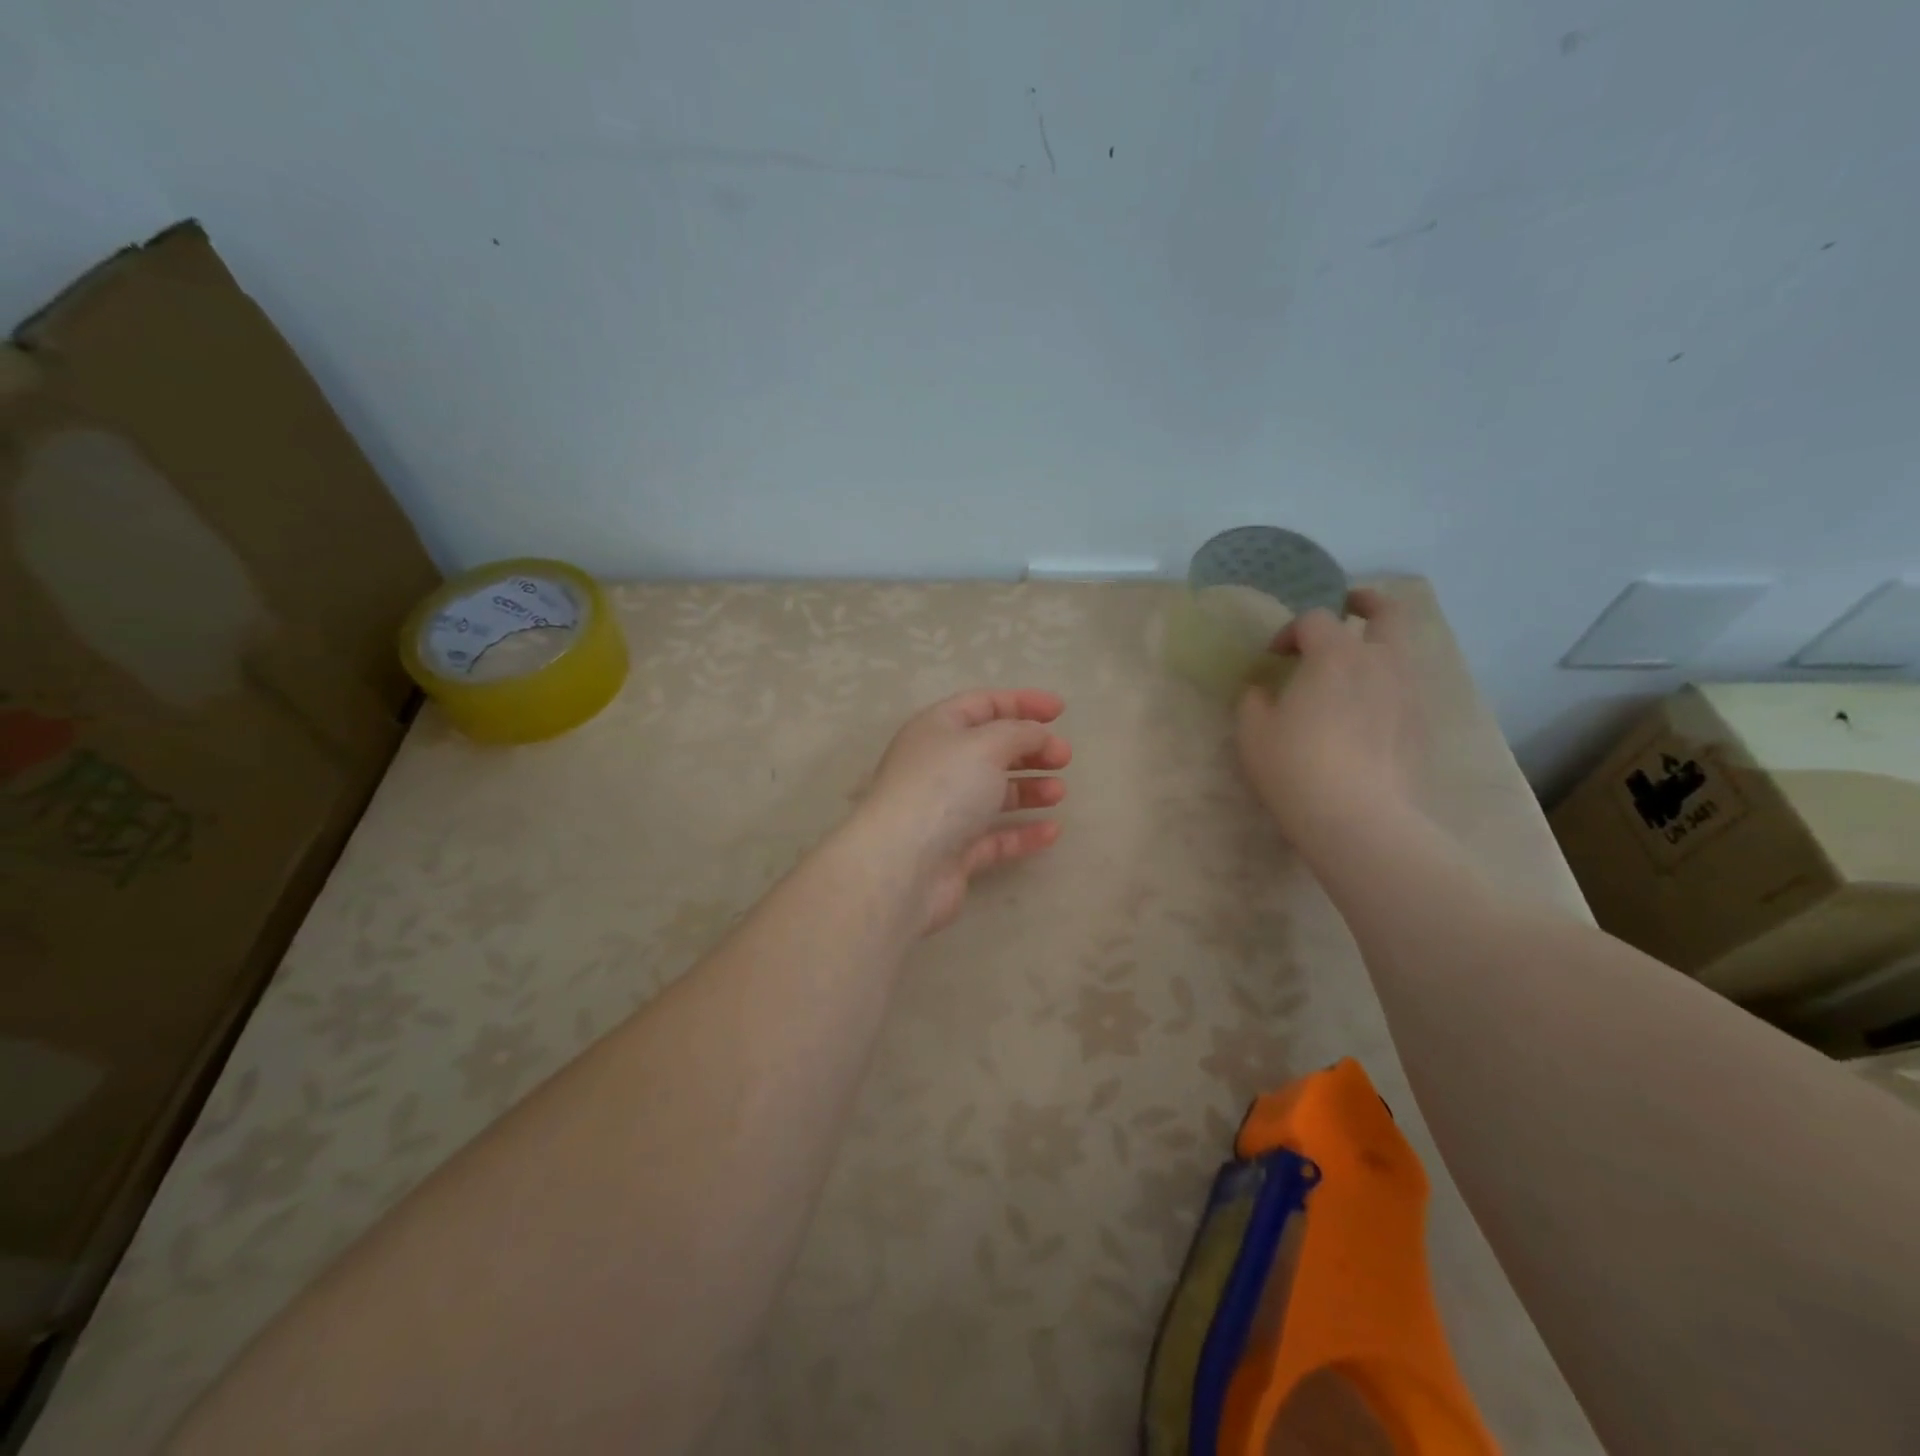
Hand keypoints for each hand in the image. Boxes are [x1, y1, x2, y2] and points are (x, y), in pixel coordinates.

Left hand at [853, 689, 1071, 934]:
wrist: (902, 865)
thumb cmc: (943, 789)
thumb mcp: (986, 745)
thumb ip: (1019, 733)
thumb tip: (1037, 736)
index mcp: (937, 729)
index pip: (982, 705)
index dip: (1021, 703)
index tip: (1061, 711)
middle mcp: (938, 767)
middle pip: (990, 750)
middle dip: (1030, 749)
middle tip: (1064, 757)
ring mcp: (945, 811)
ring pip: (993, 794)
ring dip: (1029, 789)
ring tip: (1059, 793)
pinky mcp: (954, 852)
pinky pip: (995, 837)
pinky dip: (1023, 832)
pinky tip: (1052, 831)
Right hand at [1236, 588, 1420, 853]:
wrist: (1358, 818)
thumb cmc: (1295, 767)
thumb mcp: (1253, 732)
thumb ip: (1254, 700)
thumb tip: (1263, 691)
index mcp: (1335, 656)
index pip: (1315, 620)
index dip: (1290, 631)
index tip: (1273, 656)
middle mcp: (1379, 662)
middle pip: (1387, 612)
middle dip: (1366, 602)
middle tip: (1348, 605)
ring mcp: (1408, 692)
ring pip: (1400, 651)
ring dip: (1376, 647)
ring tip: (1351, 669)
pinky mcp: (1420, 723)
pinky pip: (1404, 687)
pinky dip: (1385, 684)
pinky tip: (1364, 712)